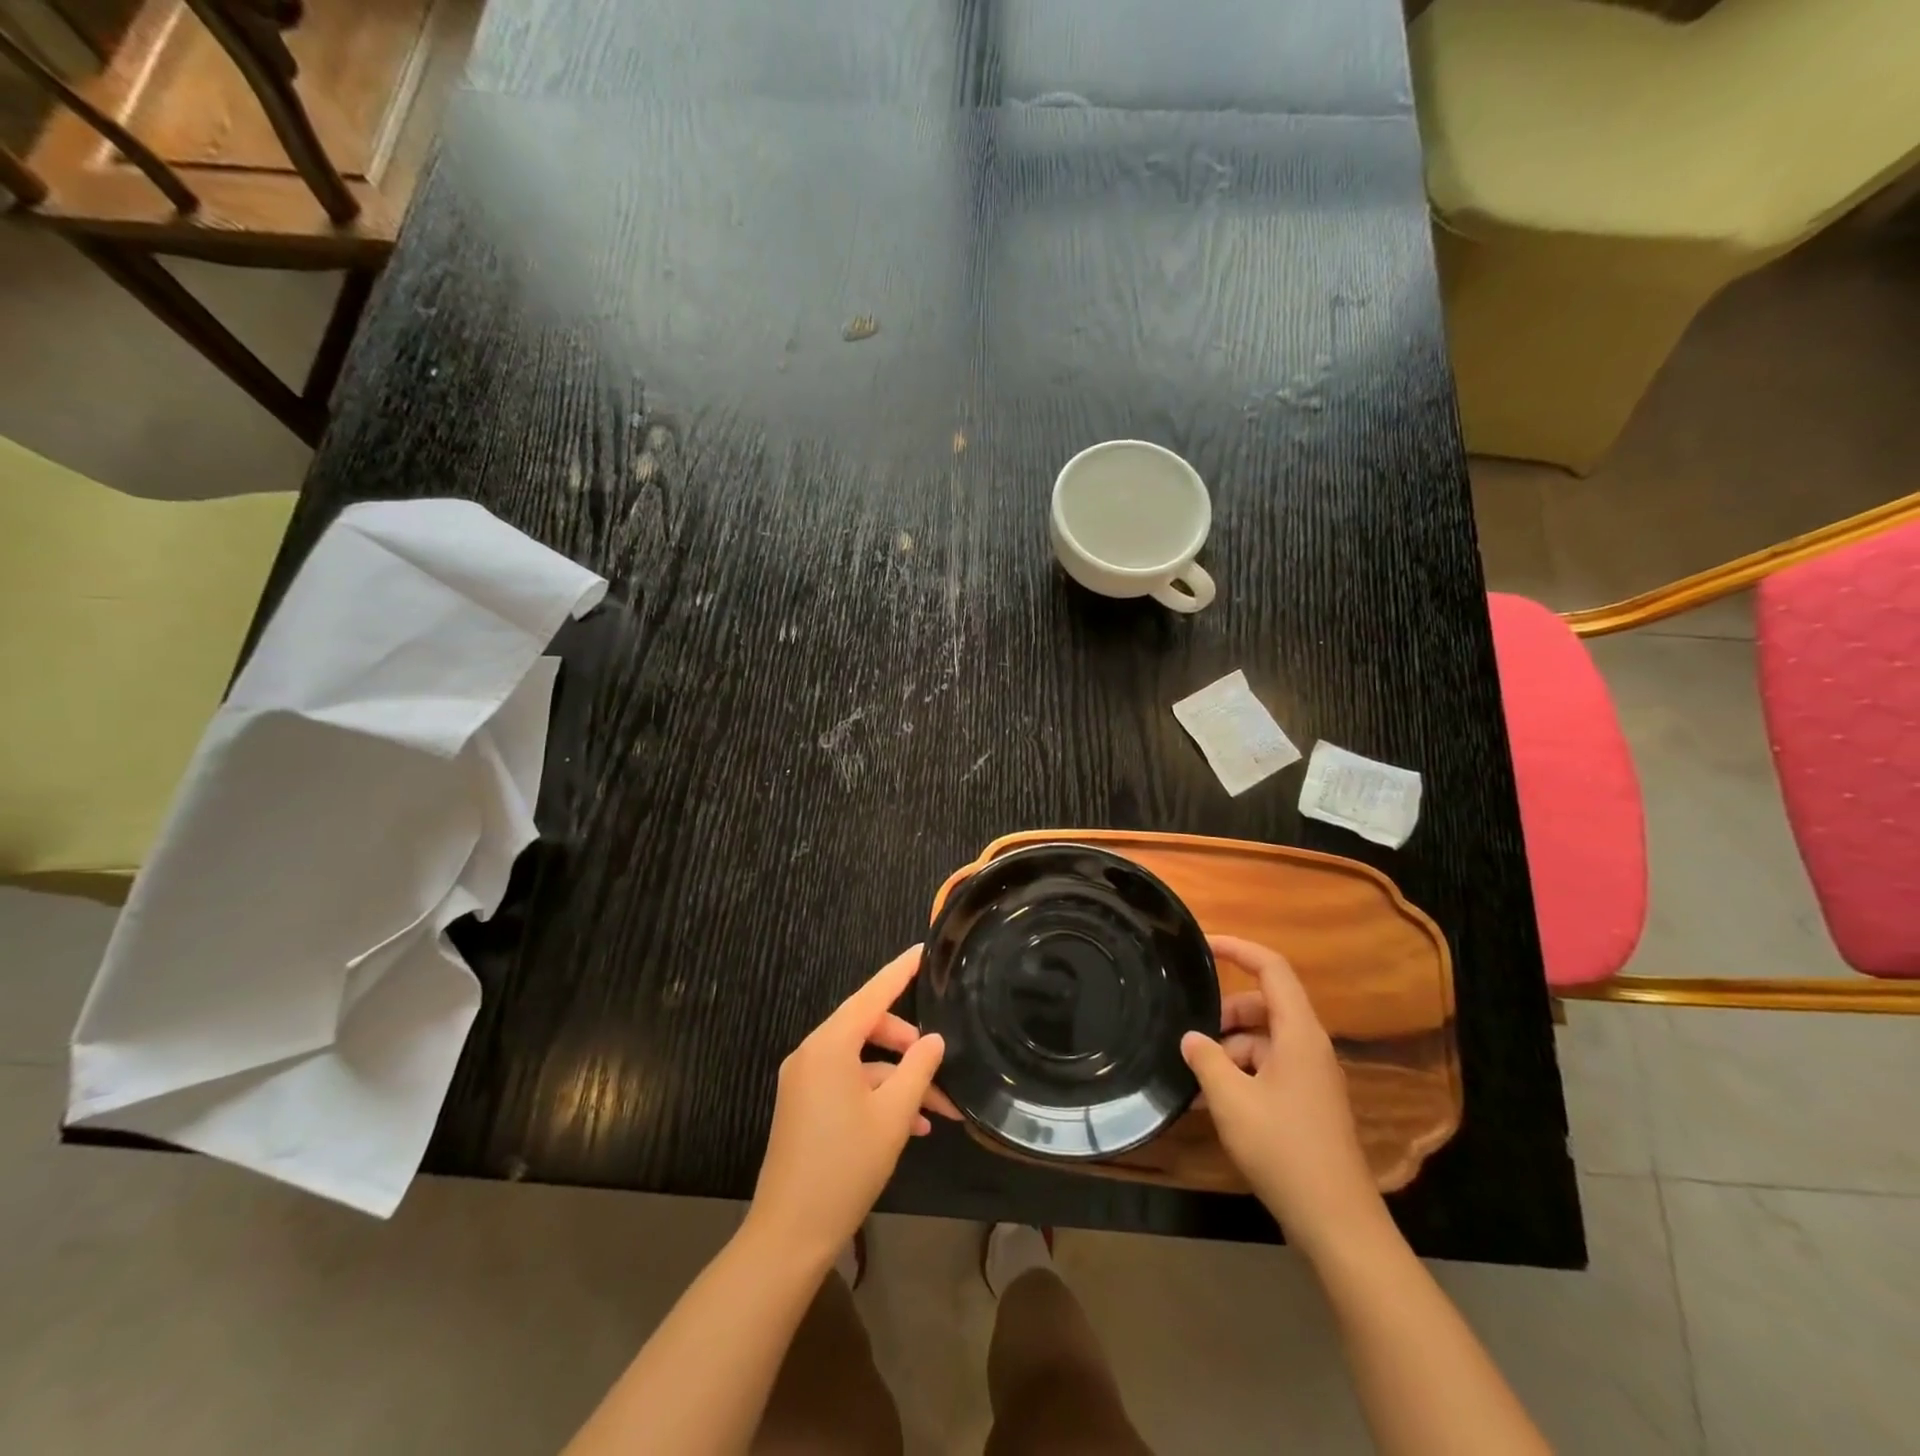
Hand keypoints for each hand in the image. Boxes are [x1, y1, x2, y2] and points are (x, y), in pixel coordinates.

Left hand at [747, 946, 959, 1263]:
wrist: (789, 1234)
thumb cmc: (845, 1167)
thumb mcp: (894, 1116)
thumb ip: (918, 1069)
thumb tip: (933, 1040)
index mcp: (829, 1045)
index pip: (872, 994)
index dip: (900, 971)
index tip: (924, 951)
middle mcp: (812, 1053)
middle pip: (868, 1027)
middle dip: (907, 1044)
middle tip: (940, 1064)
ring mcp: (804, 1080)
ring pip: (861, 1061)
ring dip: (898, 1079)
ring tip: (936, 1109)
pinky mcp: (804, 1105)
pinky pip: (847, 1083)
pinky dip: (877, 1095)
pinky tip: (910, 1124)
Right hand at [1182, 936, 1380, 1256]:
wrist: (1337, 1222)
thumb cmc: (1284, 1150)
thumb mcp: (1231, 1100)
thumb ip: (1206, 1059)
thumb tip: (1192, 1037)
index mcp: (1298, 1033)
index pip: (1271, 968)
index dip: (1238, 948)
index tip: (1202, 945)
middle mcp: (1309, 1046)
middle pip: (1264, 1004)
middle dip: (1225, 1011)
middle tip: (1192, 1034)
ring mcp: (1311, 1076)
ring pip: (1263, 1039)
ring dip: (1230, 1048)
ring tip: (1198, 1077)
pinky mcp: (1308, 1102)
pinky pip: (1269, 1068)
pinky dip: (1242, 1073)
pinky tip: (1216, 1102)